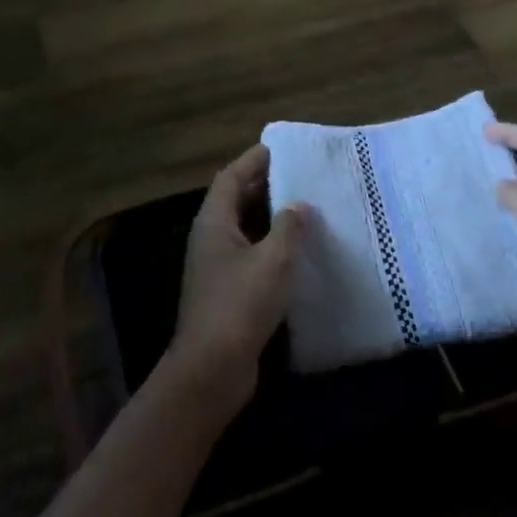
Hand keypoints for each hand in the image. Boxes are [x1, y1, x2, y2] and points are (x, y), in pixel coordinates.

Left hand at [167, 143, 305, 412]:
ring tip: (305, 207)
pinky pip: (250, 254)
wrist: (213, 368)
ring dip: (270, 216)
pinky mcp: (227, 292)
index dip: (253, 160)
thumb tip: (298, 205)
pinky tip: (298, 251)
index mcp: (214, 223)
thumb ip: (289, 226)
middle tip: (300, 174)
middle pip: (235, 200)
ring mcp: (216, 267)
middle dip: (264, 185)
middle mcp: (211, 239)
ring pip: (244, 229)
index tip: (281, 148)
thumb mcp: (274, 259)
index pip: (231, 177)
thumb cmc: (241, 304)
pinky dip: (271, 246)